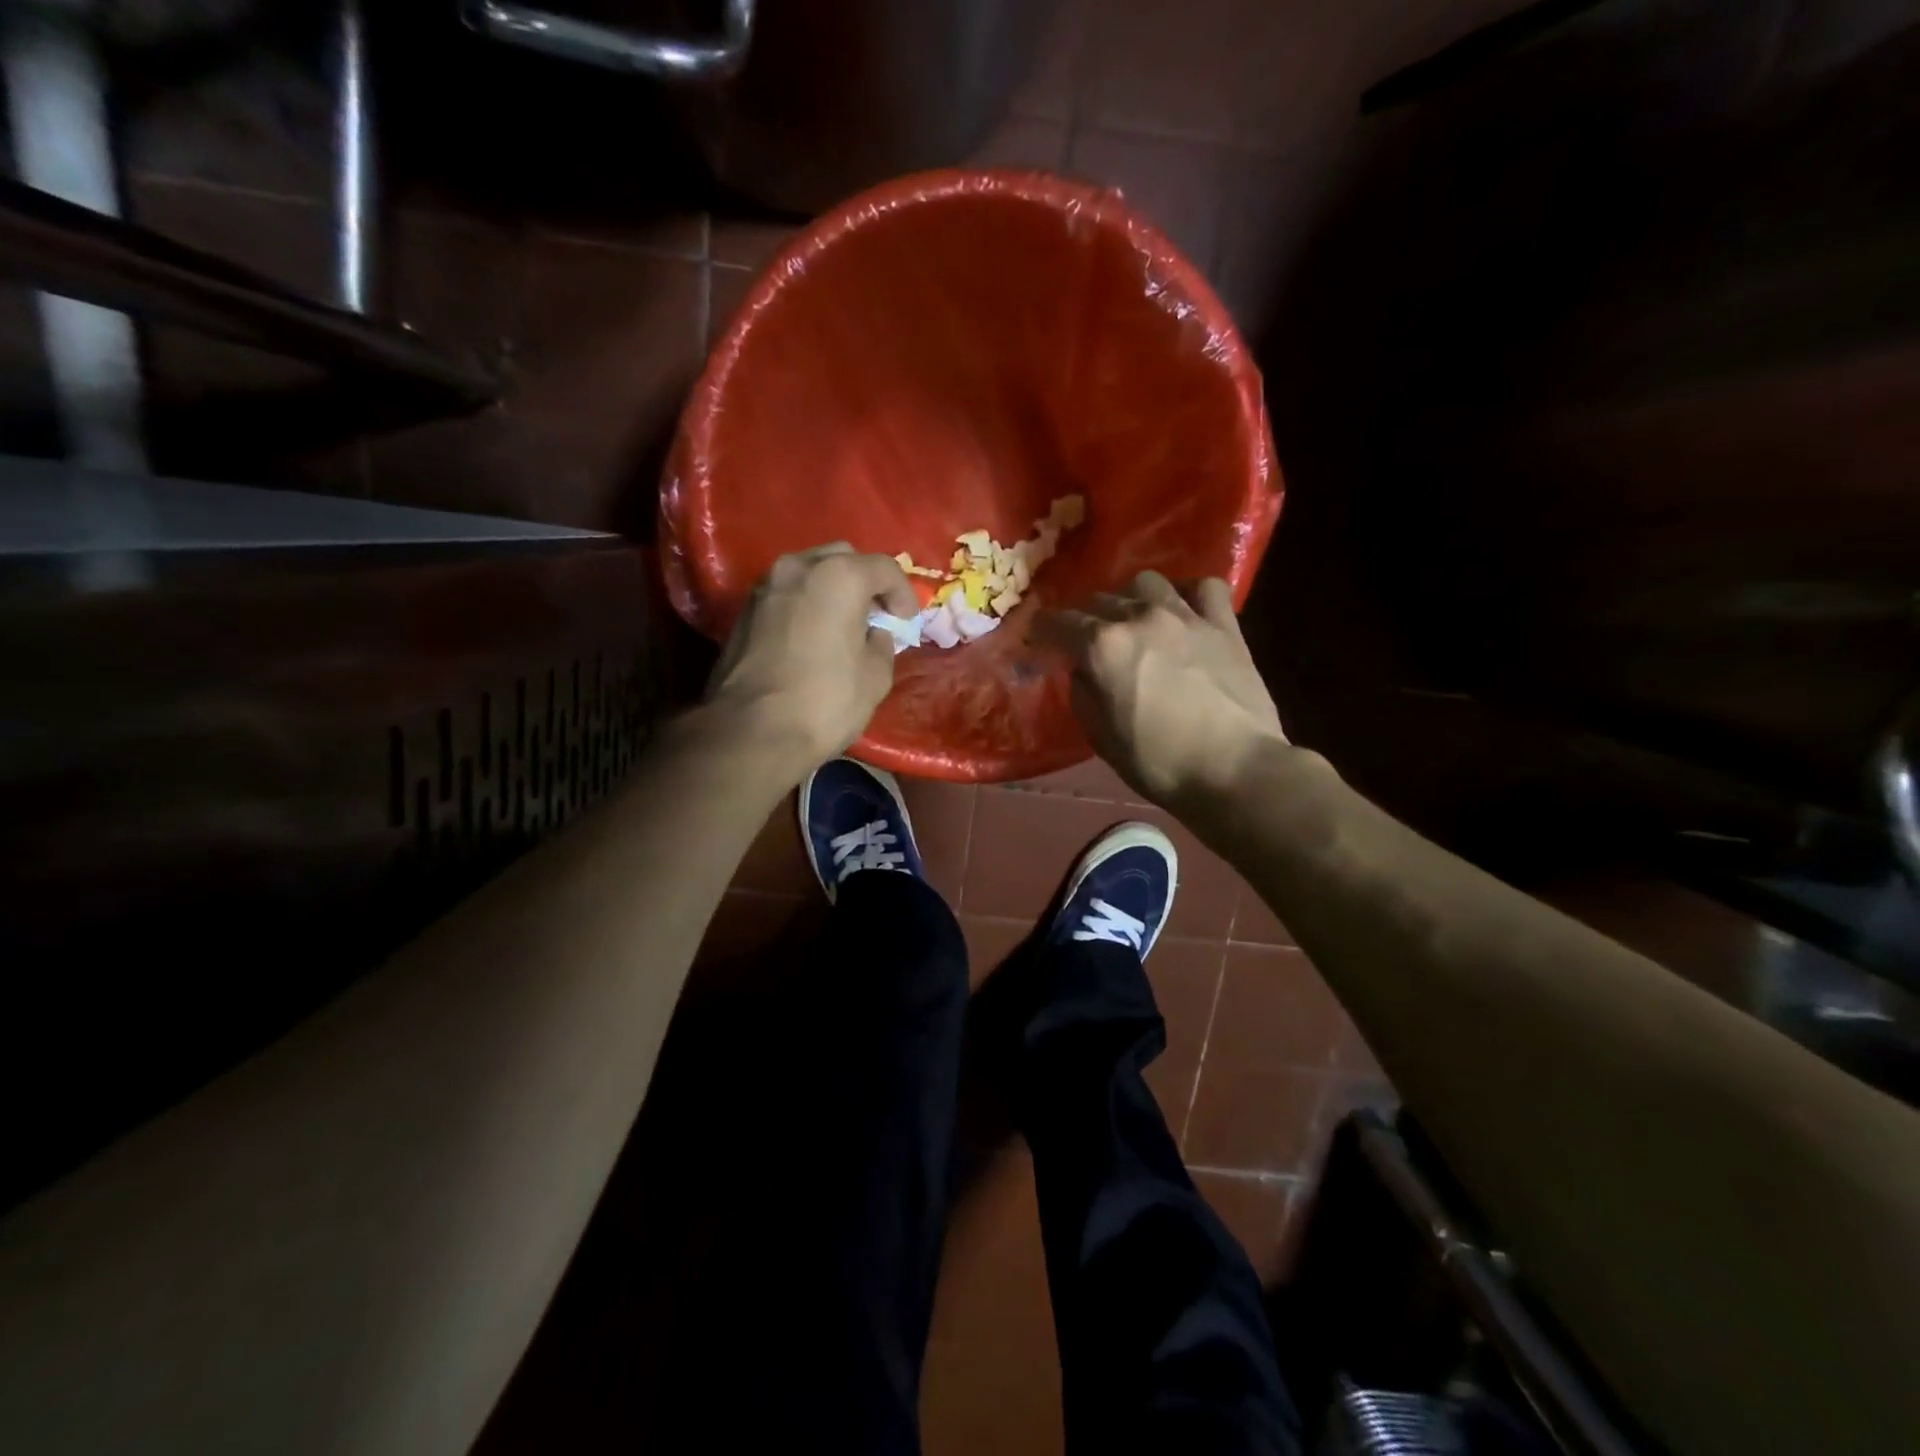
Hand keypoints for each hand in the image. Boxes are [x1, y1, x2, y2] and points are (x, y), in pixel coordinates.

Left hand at [706, 543, 917, 772]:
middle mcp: (799, 567)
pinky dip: (806, 603)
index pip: (884, 568)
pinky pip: (787, 593)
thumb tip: (874, 634)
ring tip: (844, 623)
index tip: (906, 621)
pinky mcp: (744, 610)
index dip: (903, 593)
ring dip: (832, 589)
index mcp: (839, 576)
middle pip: (843, 558)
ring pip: (810, 571)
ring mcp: (766, 586)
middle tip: (876, 615)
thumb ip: (882, 643)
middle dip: (865, 582)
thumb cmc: (826, 701)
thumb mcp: (876, 676)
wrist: (752, 731)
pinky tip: (814, 634)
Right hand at [1035, 572, 1287, 805]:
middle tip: (1086, 640)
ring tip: (1133, 618)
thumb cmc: (1159, 763)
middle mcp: (1139, 618)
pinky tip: (1184, 610)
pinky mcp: (1224, 624)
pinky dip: (1188, 593)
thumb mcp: (1101, 738)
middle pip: (1099, 600)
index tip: (1038, 637)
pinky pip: (1204, 587)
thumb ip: (1083, 694)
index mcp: (1103, 647)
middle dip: (1085, 618)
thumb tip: (1080, 670)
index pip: (1059, 623)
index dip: (1042, 629)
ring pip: (1146, 583)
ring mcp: (1185, 615)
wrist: (1234, 769)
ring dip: (1130, 598)